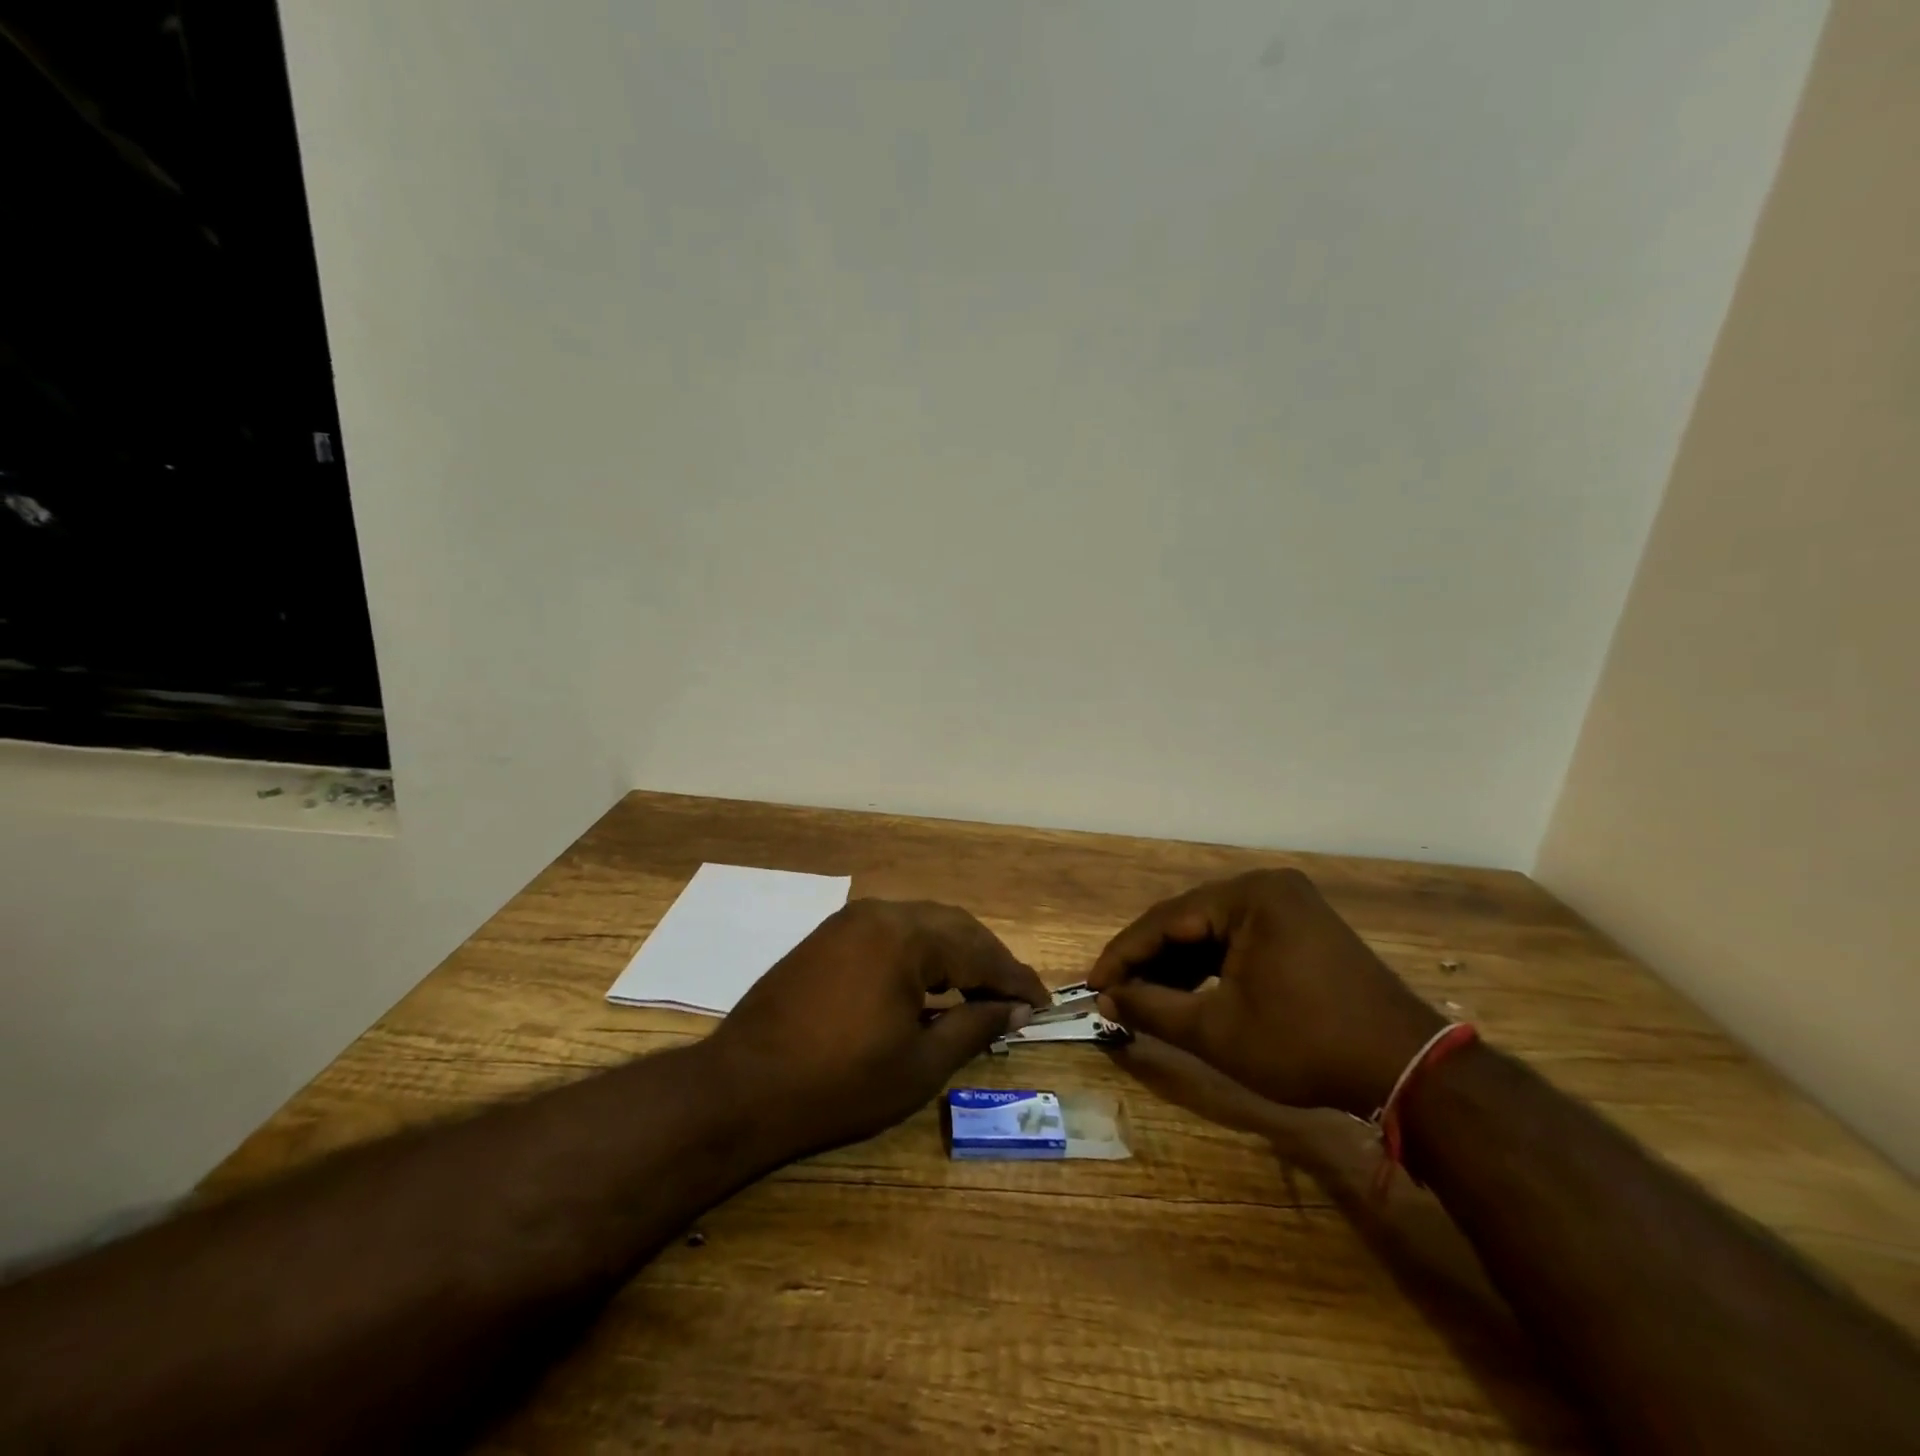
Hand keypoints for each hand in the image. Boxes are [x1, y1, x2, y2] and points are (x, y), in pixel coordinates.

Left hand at [706, 899, 1049, 1155]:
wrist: (741, 1089)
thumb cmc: (839, 1084)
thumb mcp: (920, 1064)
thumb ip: (974, 1026)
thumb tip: (1016, 1009)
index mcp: (905, 936)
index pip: (978, 950)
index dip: (1015, 978)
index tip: (1042, 1002)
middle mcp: (879, 913)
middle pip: (953, 927)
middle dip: (988, 960)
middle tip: (1015, 997)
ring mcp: (848, 922)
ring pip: (921, 925)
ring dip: (955, 953)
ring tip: (978, 990)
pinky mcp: (827, 937)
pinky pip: (890, 933)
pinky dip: (920, 953)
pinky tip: (928, 984)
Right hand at [1085, 870, 1444, 1117]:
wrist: (1408, 1070)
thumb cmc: (1305, 1045)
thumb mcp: (1217, 1031)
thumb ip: (1153, 1008)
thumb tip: (1106, 998)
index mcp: (1249, 896)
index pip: (1166, 919)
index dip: (1124, 954)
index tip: (1094, 984)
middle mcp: (1268, 888)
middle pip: (1189, 921)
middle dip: (1150, 960)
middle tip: (1116, 992)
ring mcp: (1290, 906)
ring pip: (1213, 931)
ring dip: (1178, 964)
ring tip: (1146, 997)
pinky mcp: (1302, 929)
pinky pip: (1240, 940)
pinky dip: (1211, 966)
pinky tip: (1189, 992)